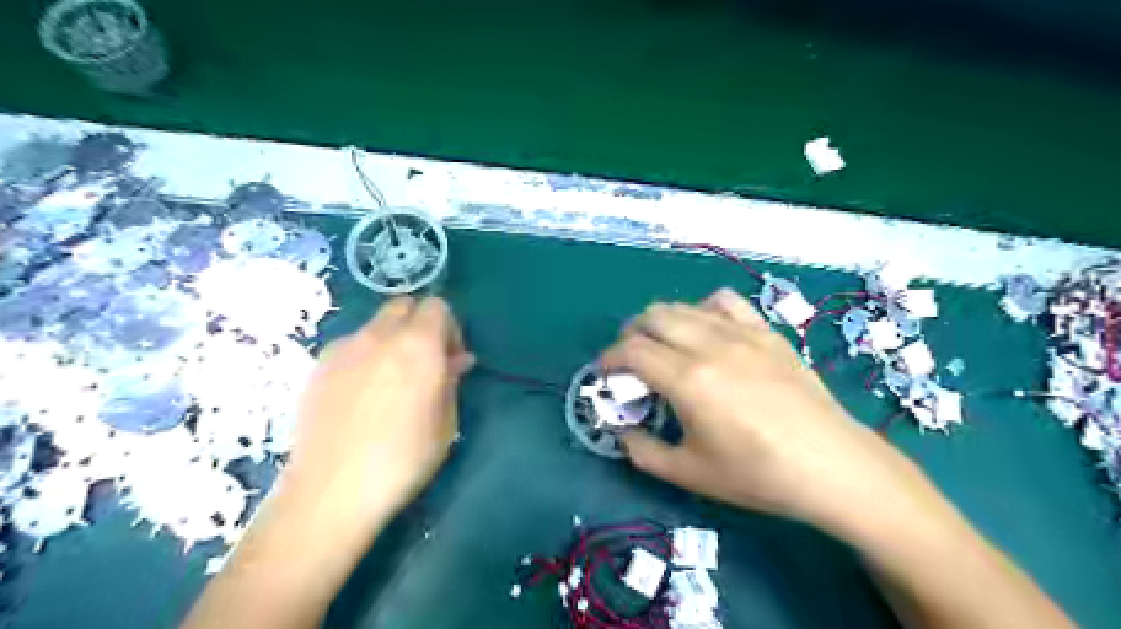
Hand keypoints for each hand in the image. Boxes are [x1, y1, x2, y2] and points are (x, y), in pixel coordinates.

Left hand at [281, 300, 476, 550]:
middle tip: (424, 362)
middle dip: (419, 324)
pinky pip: (351, 345)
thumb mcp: (445, 423)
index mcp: (418, 346)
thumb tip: (458, 359)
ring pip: (375, 325)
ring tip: (390, 380)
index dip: (449, 328)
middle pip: (404, 306)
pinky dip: (364, 355)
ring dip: (391, 339)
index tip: (449, 359)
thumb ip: (451, 380)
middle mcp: (379, 336)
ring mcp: (344, 348)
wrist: (331, 491)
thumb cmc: (402, 459)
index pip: (438, 307)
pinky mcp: (318, 366)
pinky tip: (361, 394)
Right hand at [605, 291, 937, 531]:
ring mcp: (741, 333)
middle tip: (630, 361)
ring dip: (661, 321)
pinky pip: (724, 301)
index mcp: (688, 380)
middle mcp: (710, 345)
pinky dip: (703, 309)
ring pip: (684, 306)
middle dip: (630, 335)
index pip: (631, 350)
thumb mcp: (689, 472)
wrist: (831, 466)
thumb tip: (619, 430)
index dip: (609, 358)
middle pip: (652, 317)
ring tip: (663, 345)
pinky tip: (706, 330)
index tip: (605, 373)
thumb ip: (641, 450)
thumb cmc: (757, 474)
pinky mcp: (766, 332)